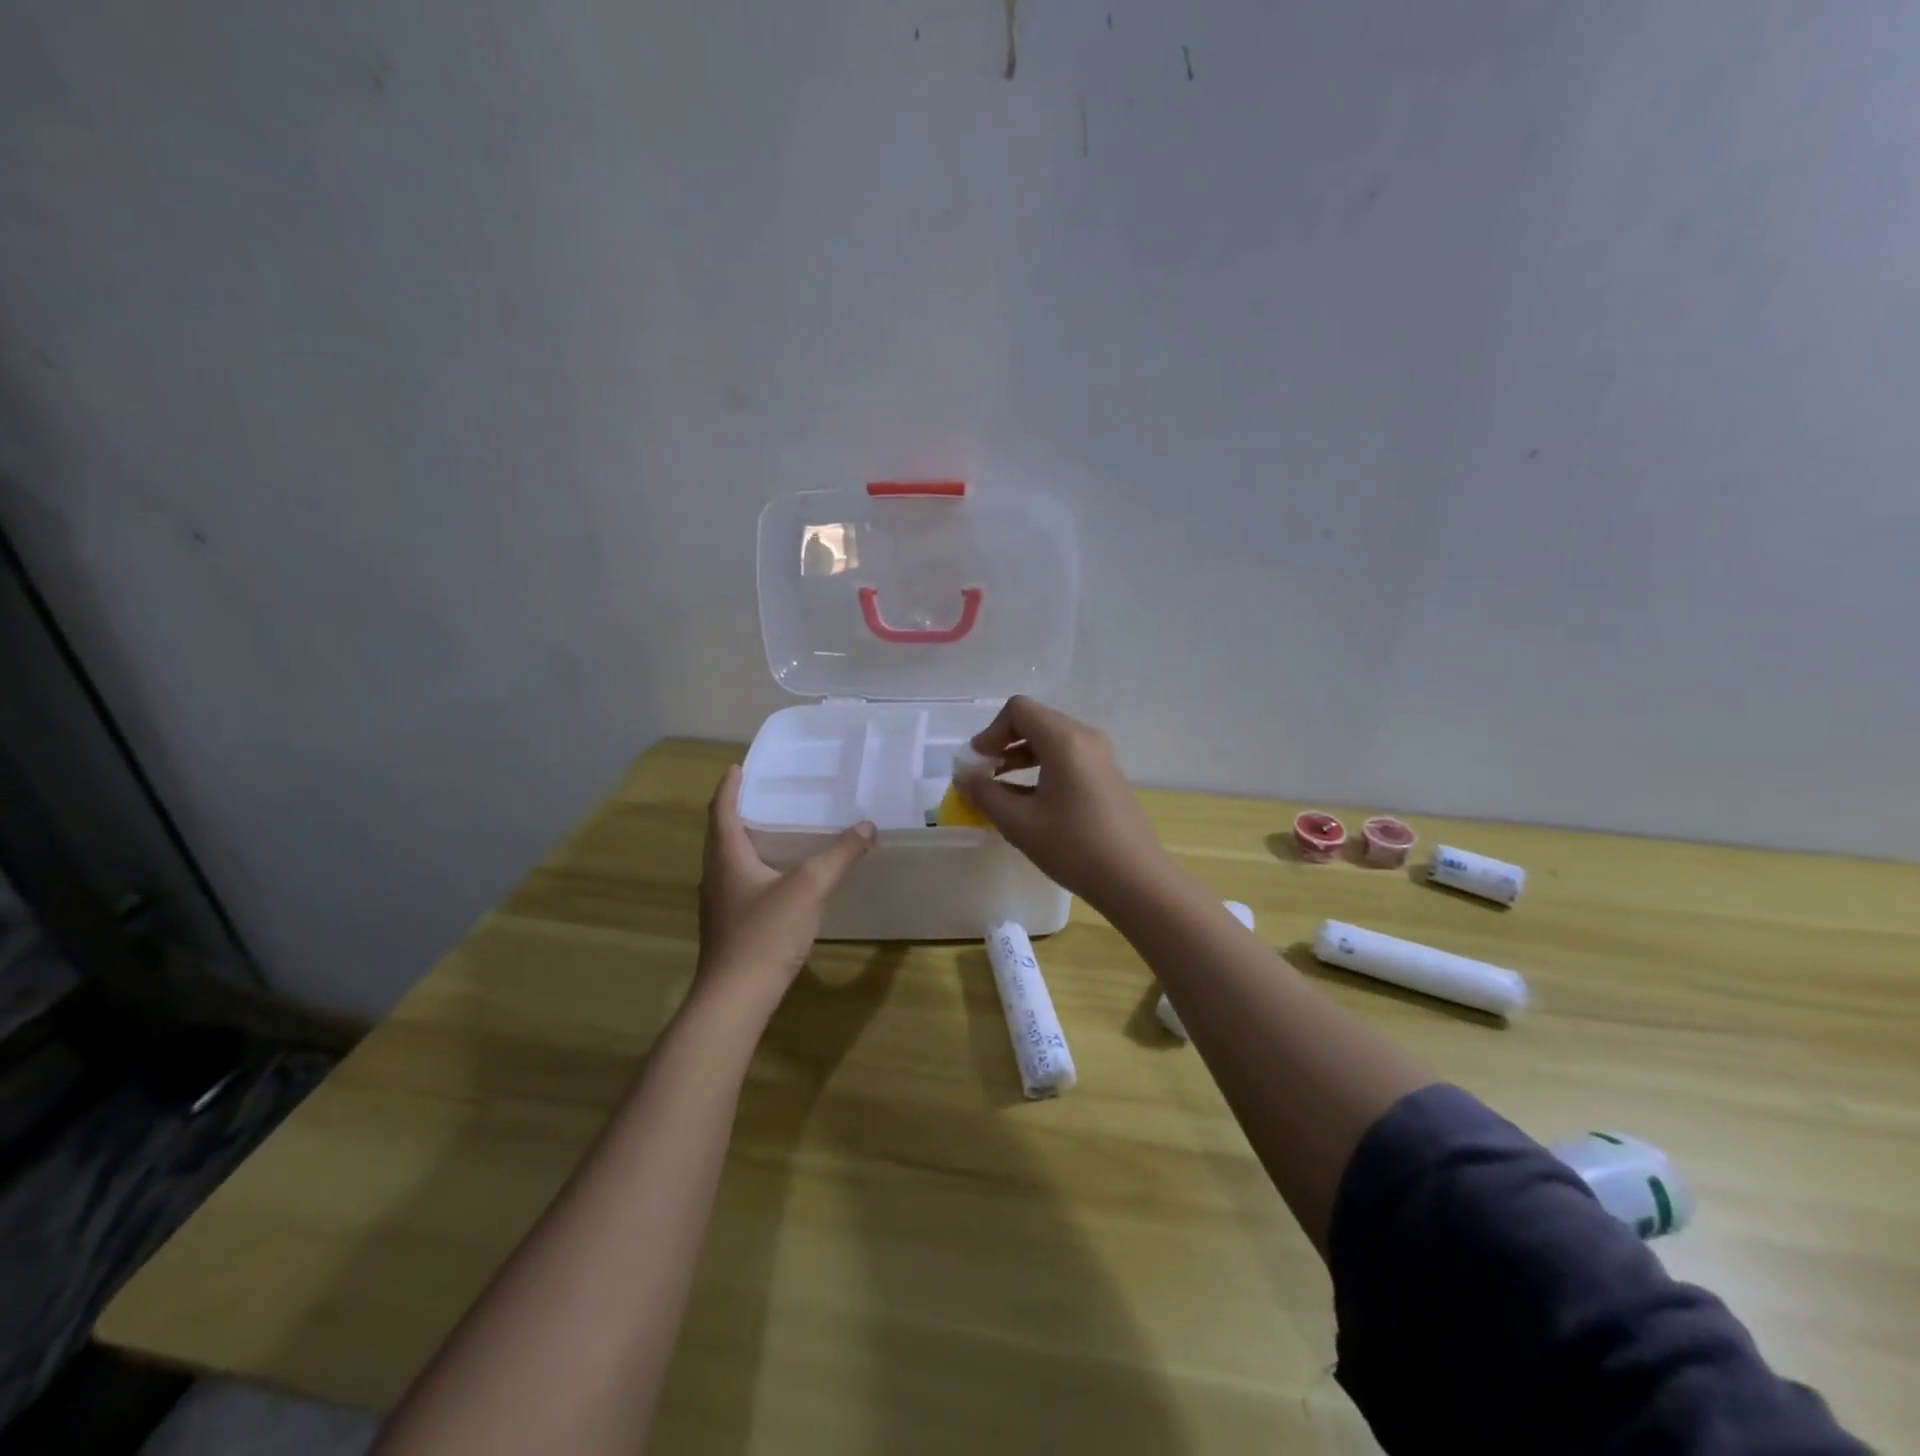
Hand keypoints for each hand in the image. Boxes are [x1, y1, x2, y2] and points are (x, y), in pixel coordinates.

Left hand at [696, 765, 874, 1002]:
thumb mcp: (809, 888)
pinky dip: (754, 869)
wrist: (735, 998)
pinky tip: (779, 880)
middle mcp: (716, 876)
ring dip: (745, 842)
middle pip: (721, 835)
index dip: (729, 788)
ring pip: (728, 862)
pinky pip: (739, 884)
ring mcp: (719, 905)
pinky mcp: (729, 927)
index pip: (722, 811)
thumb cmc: (765, 933)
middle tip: (763, 795)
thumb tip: (866, 826)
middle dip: (737, 812)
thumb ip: (839, 855)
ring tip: (774, 831)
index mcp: (726, 857)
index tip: (737, 768)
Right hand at [955, 696, 1173, 908]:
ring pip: (1051, 740)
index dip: (990, 731)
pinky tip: (1028, 801)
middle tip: (983, 774)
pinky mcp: (1106, 776)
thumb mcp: (1019, 823)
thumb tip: (963, 776)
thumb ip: (985, 794)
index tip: (976, 762)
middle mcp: (1085, 738)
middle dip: (1003, 743)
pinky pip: (1066, 758)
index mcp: (1064, 740)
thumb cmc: (1074, 847)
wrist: (1135, 880)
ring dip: (1020, 756)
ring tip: (999, 788)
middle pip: (1035, 721)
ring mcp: (1100, 756)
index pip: (1019, 710)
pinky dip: (1041, 768)